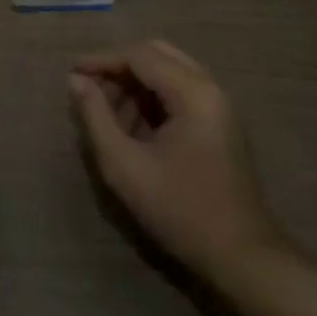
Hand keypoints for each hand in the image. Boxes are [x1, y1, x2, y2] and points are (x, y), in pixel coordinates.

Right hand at [69, 39, 289, 285]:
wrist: (244, 260)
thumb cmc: (181, 212)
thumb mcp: (126, 167)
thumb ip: (96, 117)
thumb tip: (75, 80)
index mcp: (193, 92)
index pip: (139, 55)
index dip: (102, 60)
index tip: (72, 74)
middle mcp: (210, 88)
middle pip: (156, 54)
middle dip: (119, 69)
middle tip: (90, 90)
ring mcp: (219, 105)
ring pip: (168, 72)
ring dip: (135, 84)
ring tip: (107, 114)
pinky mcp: (220, 123)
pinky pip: (180, 92)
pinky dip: (153, 99)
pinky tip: (133, 128)